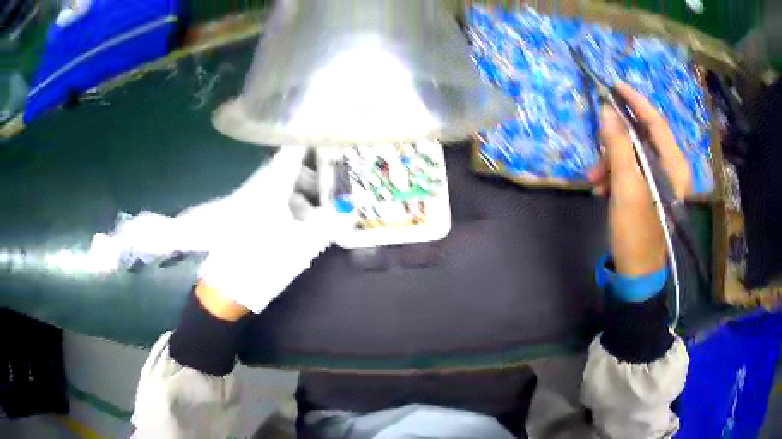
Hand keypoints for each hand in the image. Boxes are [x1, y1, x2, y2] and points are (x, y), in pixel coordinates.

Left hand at [197, 146, 332, 320]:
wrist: (227, 286)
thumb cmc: (264, 260)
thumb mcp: (302, 243)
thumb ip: (328, 222)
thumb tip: (350, 206)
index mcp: (272, 185)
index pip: (293, 152)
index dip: (310, 141)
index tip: (328, 136)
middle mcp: (259, 186)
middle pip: (288, 169)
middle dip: (312, 173)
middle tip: (333, 184)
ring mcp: (249, 200)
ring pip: (280, 186)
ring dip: (301, 192)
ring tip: (318, 212)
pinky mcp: (244, 216)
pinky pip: (271, 200)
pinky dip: (288, 205)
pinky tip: (299, 225)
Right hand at [589, 83, 690, 276]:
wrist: (636, 271)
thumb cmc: (636, 230)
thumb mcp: (626, 186)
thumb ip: (618, 145)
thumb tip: (608, 110)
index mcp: (673, 165)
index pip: (655, 122)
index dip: (635, 102)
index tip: (614, 85)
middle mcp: (670, 168)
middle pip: (642, 137)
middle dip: (616, 140)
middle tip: (597, 146)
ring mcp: (659, 180)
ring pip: (632, 154)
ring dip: (611, 161)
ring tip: (595, 179)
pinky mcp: (649, 190)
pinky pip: (630, 169)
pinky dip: (614, 174)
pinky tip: (601, 188)